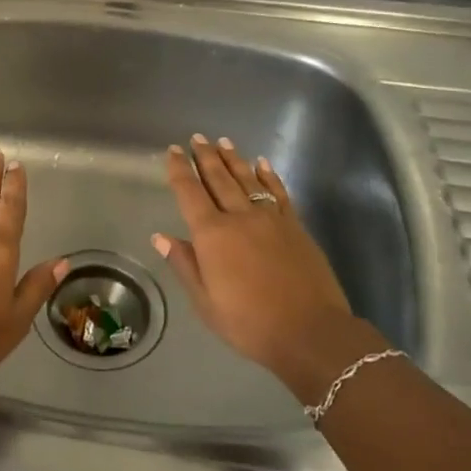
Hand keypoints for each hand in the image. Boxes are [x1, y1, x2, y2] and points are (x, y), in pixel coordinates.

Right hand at [153, 134, 380, 403]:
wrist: (310, 332)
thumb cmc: (249, 323)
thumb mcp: (206, 302)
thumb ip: (185, 264)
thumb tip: (160, 236)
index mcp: (213, 235)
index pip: (190, 193)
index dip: (180, 170)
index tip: (174, 151)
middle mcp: (239, 217)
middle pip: (219, 179)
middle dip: (206, 157)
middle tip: (197, 138)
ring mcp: (271, 218)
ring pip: (247, 179)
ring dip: (233, 159)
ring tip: (222, 141)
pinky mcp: (295, 226)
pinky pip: (278, 192)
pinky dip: (268, 175)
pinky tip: (262, 163)